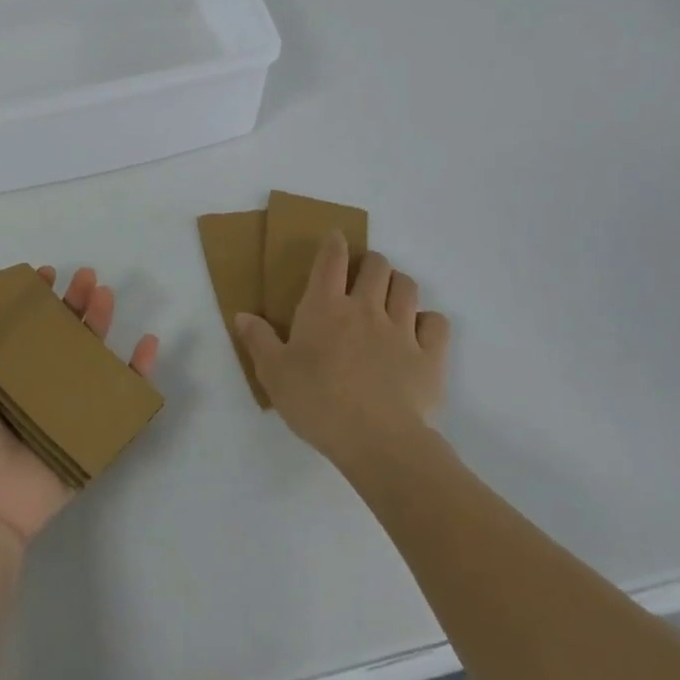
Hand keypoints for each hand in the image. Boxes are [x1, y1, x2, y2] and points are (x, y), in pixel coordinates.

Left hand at [0, 267, 159, 546]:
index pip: (20, 324)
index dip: (33, 296)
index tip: (46, 274)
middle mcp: (30, 384)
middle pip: (59, 334)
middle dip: (75, 302)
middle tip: (88, 278)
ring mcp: (61, 409)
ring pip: (89, 357)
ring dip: (101, 324)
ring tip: (107, 296)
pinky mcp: (87, 433)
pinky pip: (119, 399)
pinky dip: (138, 372)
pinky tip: (148, 344)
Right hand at [236, 231, 448, 465]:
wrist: (376, 440)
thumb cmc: (317, 402)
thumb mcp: (274, 374)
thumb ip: (259, 340)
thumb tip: (242, 315)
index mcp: (325, 307)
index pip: (331, 259)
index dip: (334, 244)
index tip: (336, 238)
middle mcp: (365, 308)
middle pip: (376, 265)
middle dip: (370, 262)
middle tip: (363, 277)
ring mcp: (401, 329)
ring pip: (407, 287)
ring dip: (398, 285)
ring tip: (390, 298)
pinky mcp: (430, 355)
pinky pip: (436, 322)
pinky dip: (428, 321)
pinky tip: (420, 333)